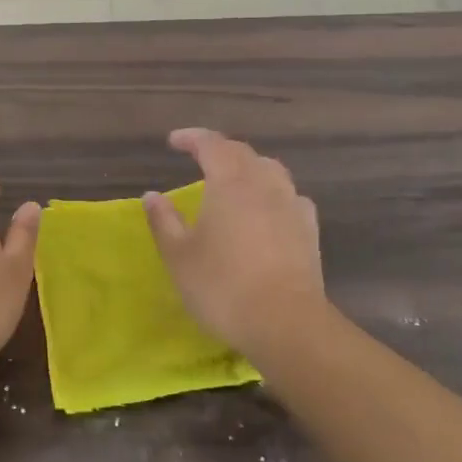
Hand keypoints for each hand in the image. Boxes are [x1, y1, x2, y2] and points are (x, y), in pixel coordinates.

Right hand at [142, 130, 326, 358]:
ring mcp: (291, 205)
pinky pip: (290, 196)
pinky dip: (274, 192)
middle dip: (219, 149)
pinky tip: (269, 208)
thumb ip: (163, 221)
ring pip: (271, 170)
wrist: (286, 323)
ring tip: (235, 178)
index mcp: (230, 182)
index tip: (174, 142)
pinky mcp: (309, 230)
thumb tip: (152, 195)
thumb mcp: (179, 256)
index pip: (211, 144)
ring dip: (249, 166)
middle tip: (201, 156)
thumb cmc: (223, 286)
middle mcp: (264, 183)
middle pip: (242, 153)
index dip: (191, 138)